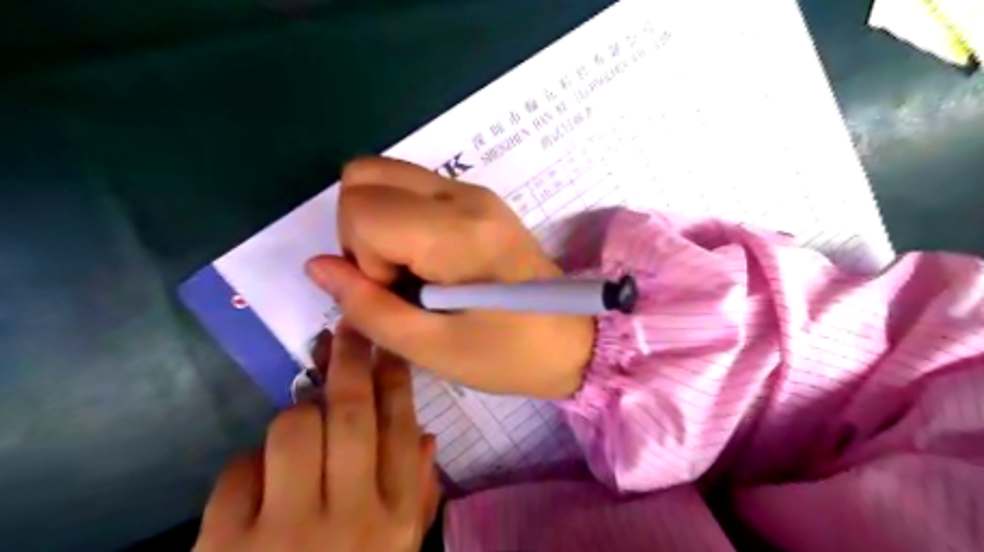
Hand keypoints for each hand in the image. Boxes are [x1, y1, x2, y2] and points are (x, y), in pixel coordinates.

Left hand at [191, 327, 437, 551]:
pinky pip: (238, 472)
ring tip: (300, 437)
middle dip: (350, 360)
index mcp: (395, 519)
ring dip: (296, 419)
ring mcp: (287, 534)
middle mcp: (352, 517)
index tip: (388, 342)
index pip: (401, 428)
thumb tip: (428, 436)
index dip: (395, 378)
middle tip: (347, 328)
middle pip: (351, 414)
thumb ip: (419, 495)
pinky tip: (257, 491)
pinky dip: (248, 469)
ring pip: (293, 429)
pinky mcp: (225, 551)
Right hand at [306, 158, 591, 399]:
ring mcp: (474, 192)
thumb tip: (317, 266)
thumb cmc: (508, 354)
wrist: (573, 339)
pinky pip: (413, 188)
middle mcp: (463, 195)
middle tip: (396, 279)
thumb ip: (366, 307)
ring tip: (413, 273)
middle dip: (361, 230)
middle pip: (364, 174)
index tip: (398, 292)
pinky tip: (430, 261)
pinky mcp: (480, 199)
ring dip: (379, 222)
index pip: (361, 208)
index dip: (362, 258)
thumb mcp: (431, 348)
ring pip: (385, 175)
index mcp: (456, 233)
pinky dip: (401, 219)